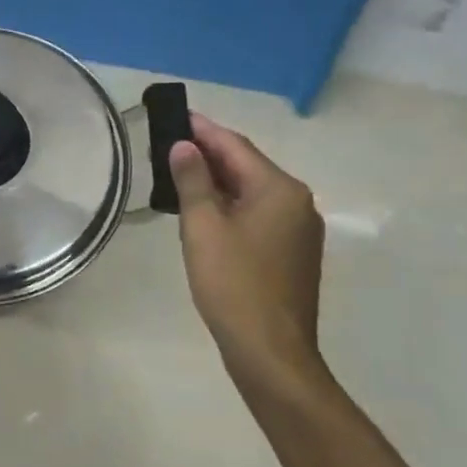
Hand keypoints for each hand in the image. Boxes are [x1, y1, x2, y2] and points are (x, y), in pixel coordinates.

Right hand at [167, 113, 326, 394]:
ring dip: (217, 180)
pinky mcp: (291, 253)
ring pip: (251, 191)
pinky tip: (203, 211)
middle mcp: (296, 203)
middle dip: (208, 153)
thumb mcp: (203, 227)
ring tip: (179, 172)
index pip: (235, 146)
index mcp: (279, 190)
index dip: (202, 129)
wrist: (270, 352)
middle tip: (169, 142)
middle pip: (247, 166)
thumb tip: (184, 146)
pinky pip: (257, 214)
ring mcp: (298, 230)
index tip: (174, 114)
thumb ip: (193, 180)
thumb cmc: (233, 284)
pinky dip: (230, 205)